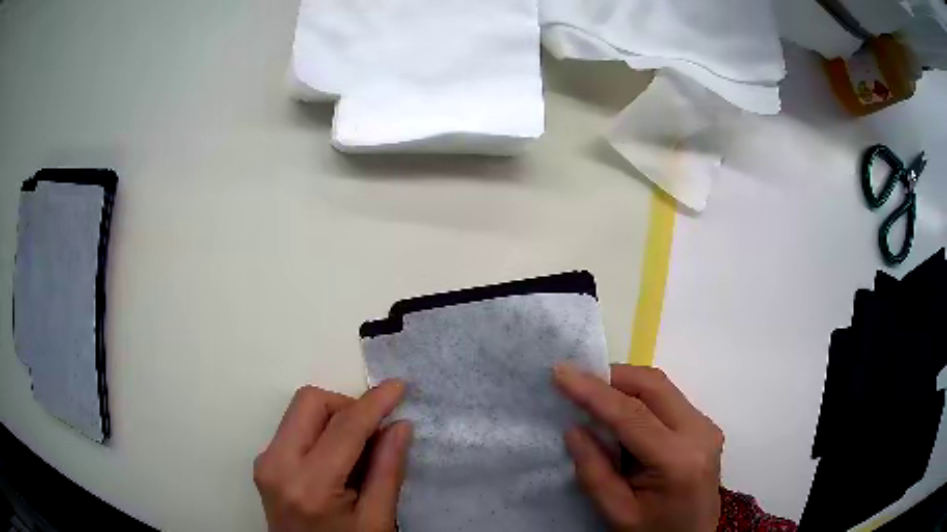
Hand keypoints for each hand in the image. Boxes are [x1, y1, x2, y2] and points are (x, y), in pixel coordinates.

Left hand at [254, 381, 411, 531]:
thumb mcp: (377, 520)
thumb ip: (388, 471)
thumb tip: (399, 425)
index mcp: (310, 485)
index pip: (344, 426)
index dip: (374, 403)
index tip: (398, 387)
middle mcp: (277, 464)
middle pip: (310, 402)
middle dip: (347, 405)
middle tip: (374, 431)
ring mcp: (265, 462)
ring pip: (300, 410)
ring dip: (334, 417)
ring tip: (357, 450)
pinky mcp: (264, 463)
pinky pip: (294, 428)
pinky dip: (320, 431)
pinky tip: (337, 459)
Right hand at [555, 364, 723, 531]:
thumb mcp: (617, 513)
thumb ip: (594, 471)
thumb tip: (574, 427)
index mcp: (678, 460)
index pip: (632, 414)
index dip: (594, 391)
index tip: (561, 373)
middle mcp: (700, 433)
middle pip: (654, 386)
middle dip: (612, 377)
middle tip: (576, 382)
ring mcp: (707, 427)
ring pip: (663, 387)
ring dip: (626, 385)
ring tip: (594, 398)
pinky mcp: (705, 427)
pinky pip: (669, 399)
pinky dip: (641, 398)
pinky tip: (621, 414)